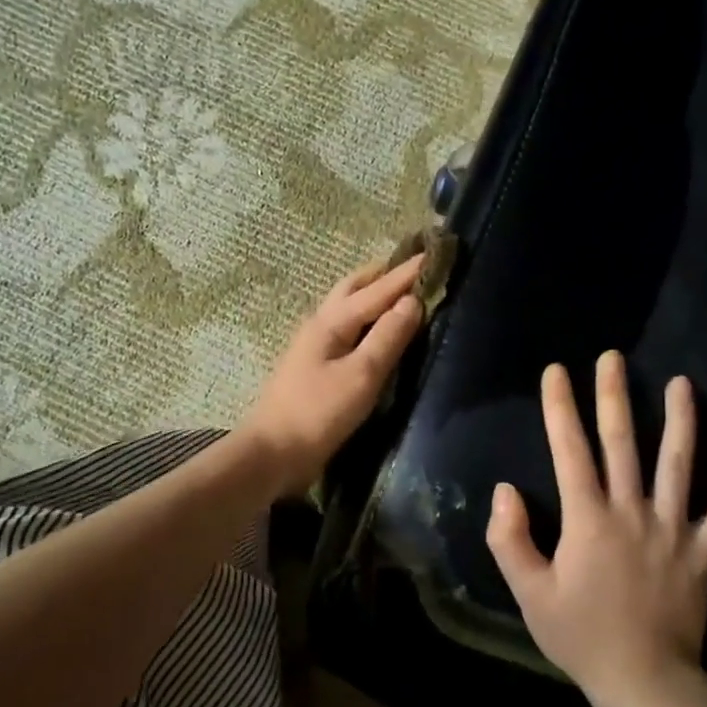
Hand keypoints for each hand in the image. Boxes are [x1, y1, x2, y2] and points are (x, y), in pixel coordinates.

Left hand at [236, 252, 426, 497]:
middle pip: (354, 288)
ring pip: (347, 306)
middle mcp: (321, 324)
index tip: (433, 252)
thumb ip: (387, 337)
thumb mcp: (361, 375)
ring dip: (373, 293)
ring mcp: (314, 345)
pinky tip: (374, 328)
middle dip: (385, 274)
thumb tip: (412, 301)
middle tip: (414, 266)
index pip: (378, 289)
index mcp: (331, 321)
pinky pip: (346, 328)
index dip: (407, 273)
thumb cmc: (318, 413)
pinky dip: (365, 317)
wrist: (273, 453)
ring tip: (399, 291)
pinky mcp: (315, 366)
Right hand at [485, 351, 706, 695]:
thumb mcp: (529, 592)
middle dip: (614, 396)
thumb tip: (504, 491)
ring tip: (682, 383)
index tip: (556, 372)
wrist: (644, 680)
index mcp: (588, 519)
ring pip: (679, 464)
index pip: (570, 450)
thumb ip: (510, 539)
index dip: (560, 408)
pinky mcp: (704, 552)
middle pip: (622, 443)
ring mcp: (674, 529)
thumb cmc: (580, 635)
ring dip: (681, 421)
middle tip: (613, 358)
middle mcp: (632, 511)